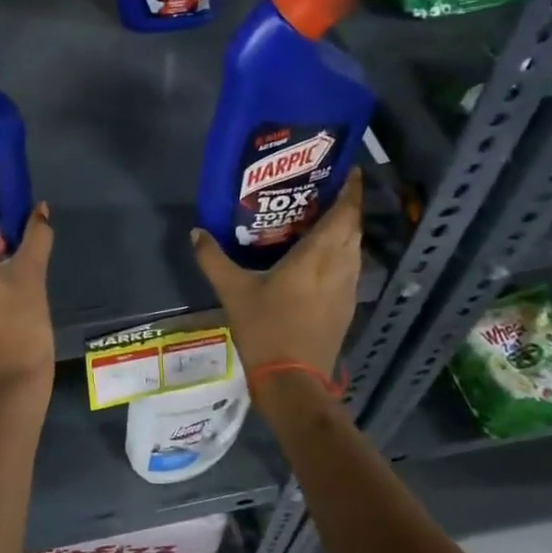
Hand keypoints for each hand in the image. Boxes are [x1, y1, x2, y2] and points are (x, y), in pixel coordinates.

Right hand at [191, 169, 361, 377]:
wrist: (292, 381)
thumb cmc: (266, 328)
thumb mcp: (233, 291)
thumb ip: (214, 258)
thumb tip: (197, 232)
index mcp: (318, 257)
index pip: (345, 215)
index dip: (351, 191)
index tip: (350, 171)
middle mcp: (340, 267)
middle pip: (353, 229)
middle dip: (346, 208)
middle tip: (326, 191)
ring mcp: (347, 290)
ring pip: (354, 250)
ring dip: (345, 232)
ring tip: (323, 220)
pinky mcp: (346, 308)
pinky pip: (350, 269)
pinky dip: (341, 254)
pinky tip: (321, 259)